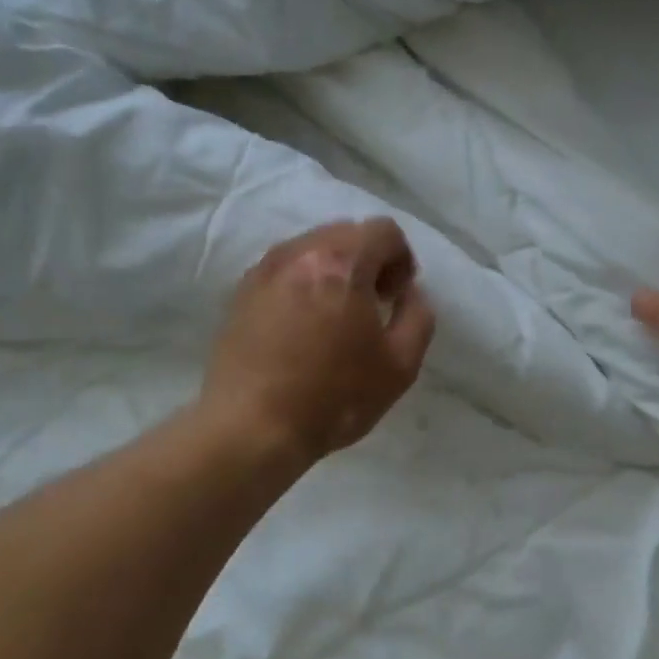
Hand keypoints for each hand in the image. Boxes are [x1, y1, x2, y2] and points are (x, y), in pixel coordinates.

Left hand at [203, 218, 435, 465]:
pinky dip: (303, 283)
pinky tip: (303, 325)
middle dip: (368, 260)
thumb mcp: (400, 365)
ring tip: (336, 315)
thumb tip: (410, 294)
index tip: (397, 297)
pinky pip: (284, 269)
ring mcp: (264, 270)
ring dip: (334, 270)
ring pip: (312, 248)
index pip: (383, 230)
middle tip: (372, 303)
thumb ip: (418, 317)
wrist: (251, 428)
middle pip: (346, 232)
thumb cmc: (333, 397)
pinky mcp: (241, 292)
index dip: (401, 259)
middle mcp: (300, 252)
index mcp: (342, 262)